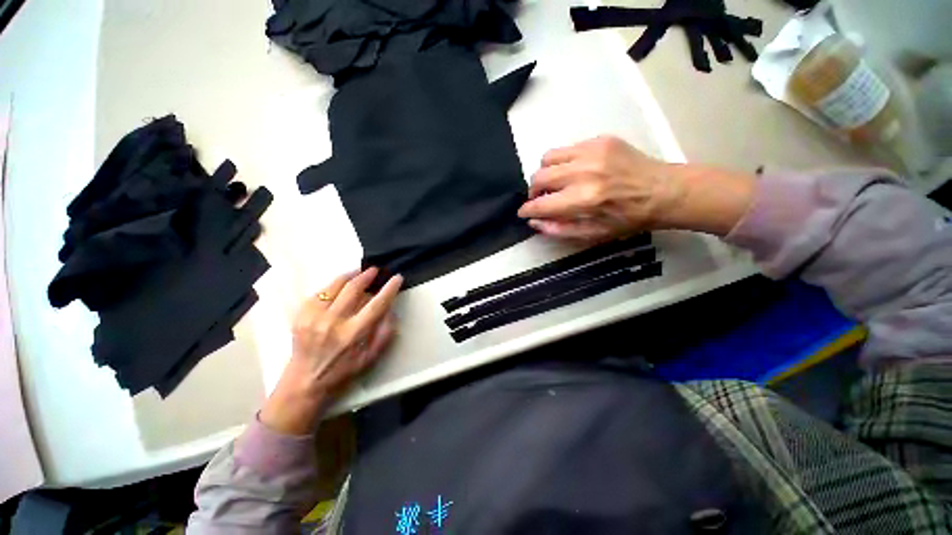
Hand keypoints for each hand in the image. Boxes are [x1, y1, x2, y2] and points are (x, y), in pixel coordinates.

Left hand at [260, 268, 402, 434]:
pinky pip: (320, 292)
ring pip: (334, 286)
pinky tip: (339, 287)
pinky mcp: (301, 315)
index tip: (397, 278)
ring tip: (359, 272)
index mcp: (353, 335)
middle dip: (367, 276)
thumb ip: (385, 333)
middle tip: (375, 270)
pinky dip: (332, 286)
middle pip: (353, 289)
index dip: (389, 289)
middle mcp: (333, 322)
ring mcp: (313, 317)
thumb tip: (391, 311)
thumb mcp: (371, 358)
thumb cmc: (343, 371)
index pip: (376, 305)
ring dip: (350, 276)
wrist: (304, 382)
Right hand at [518, 136, 679, 241]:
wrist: (664, 191)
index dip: (527, 209)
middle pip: (539, 176)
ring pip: (548, 157)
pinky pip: (566, 149)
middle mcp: (585, 172)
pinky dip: (562, 162)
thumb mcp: (593, 235)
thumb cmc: (628, 219)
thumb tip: (534, 222)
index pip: (541, 204)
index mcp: (584, 199)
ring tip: (554, 183)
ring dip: (545, 173)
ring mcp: (592, 151)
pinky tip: (573, 171)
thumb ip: (559, 229)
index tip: (523, 212)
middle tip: (541, 199)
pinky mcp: (600, 139)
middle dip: (533, 191)